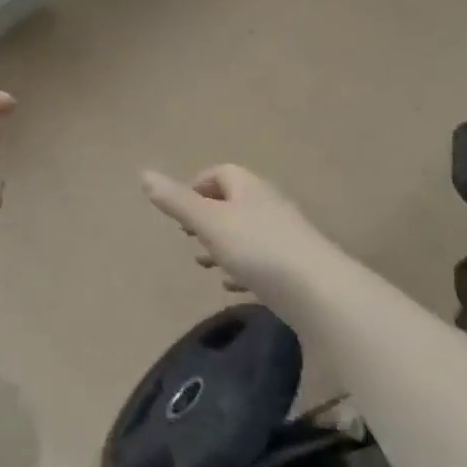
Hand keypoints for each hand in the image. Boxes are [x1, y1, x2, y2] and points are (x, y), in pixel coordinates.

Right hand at [141, 164, 343, 304]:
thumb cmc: (258, 249)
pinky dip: (243, 270)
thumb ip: (176, 201)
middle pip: (234, 203)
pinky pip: (263, 263)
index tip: (179, 208)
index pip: (221, 173)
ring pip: (246, 234)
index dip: (197, 185)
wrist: (322, 293)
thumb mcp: (208, 222)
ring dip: (223, 246)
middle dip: (207, 218)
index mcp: (248, 189)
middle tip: (188, 237)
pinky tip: (233, 288)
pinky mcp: (297, 269)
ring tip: (205, 265)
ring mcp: (286, 238)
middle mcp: (269, 207)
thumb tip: (144, 173)